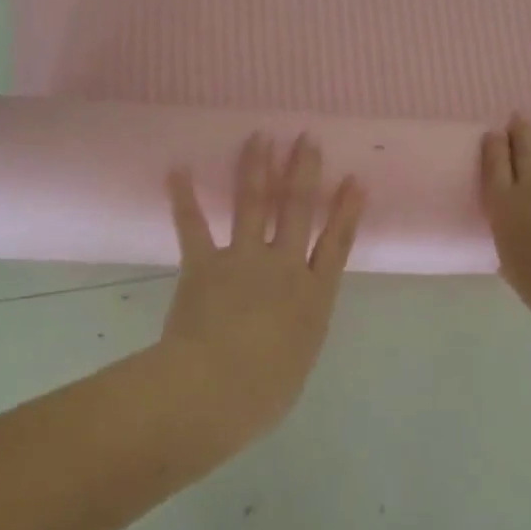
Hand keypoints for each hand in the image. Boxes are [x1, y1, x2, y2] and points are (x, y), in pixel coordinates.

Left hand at [162, 134, 365, 437]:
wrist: (216, 389)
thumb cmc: (264, 392)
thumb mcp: (298, 360)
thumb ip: (297, 332)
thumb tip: (287, 324)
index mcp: (313, 295)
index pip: (337, 243)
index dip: (346, 210)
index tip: (354, 180)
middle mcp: (284, 267)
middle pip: (298, 210)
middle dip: (304, 172)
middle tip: (306, 138)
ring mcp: (244, 261)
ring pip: (254, 205)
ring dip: (257, 169)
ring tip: (259, 137)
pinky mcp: (204, 265)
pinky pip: (193, 226)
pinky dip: (183, 198)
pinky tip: (176, 168)